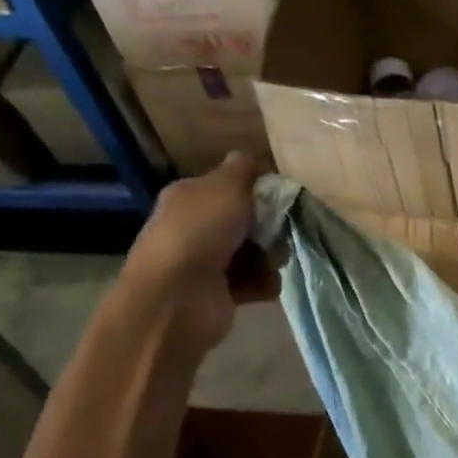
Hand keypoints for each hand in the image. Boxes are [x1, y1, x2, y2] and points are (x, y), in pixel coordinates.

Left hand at [121, 154, 279, 351]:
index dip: (258, 192)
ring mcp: (207, 263)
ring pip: (255, 253)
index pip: (230, 187)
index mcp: (190, 197)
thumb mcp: (226, 186)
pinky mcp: (221, 294)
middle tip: (279, 234)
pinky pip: (255, 282)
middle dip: (270, 229)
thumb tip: (250, 159)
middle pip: (248, 222)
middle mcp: (196, 227)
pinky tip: (262, 285)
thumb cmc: (200, 232)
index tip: (279, 199)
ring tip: (271, 264)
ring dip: (270, 258)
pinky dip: (263, 283)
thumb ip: (243, 169)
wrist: (178, 297)